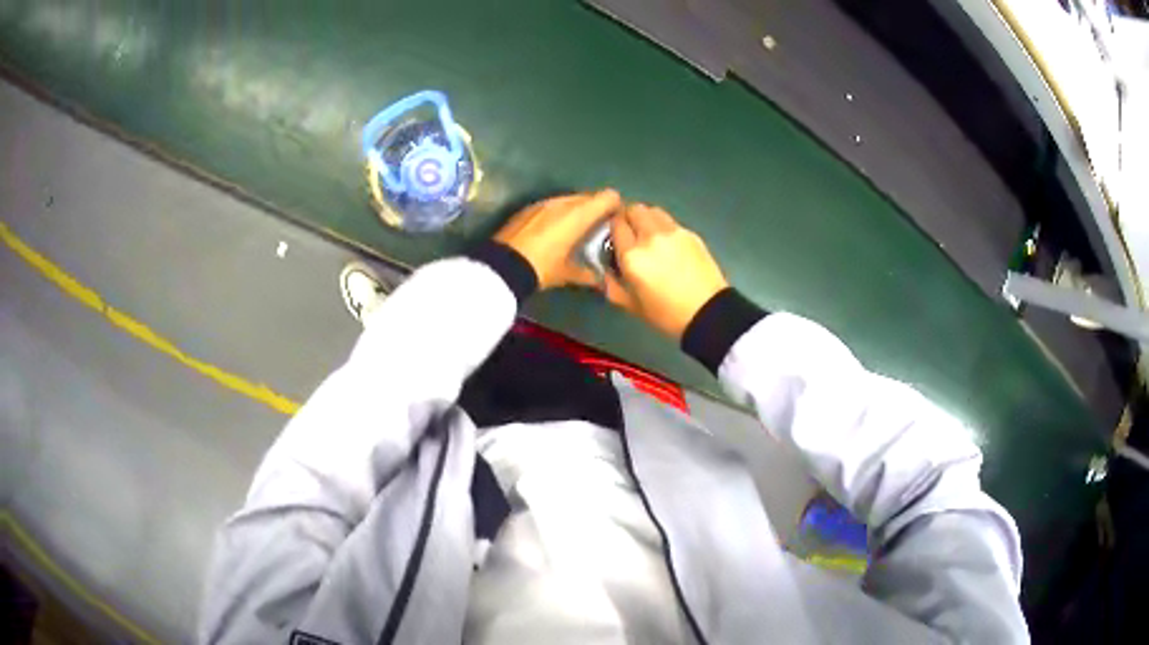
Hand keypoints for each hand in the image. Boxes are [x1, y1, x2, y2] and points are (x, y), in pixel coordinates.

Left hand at [495, 189, 621, 289]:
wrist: (502, 266)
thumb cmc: (542, 268)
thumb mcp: (568, 274)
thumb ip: (590, 274)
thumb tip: (602, 280)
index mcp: (579, 214)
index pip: (608, 197)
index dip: (616, 206)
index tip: (616, 222)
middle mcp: (564, 202)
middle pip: (589, 196)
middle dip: (597, 209)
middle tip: (599, 229)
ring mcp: (544, 202)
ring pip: (570, 199)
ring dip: (577, 211)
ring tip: (577, 231)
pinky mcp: (529, 207)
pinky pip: (553, 205)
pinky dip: (559, 213)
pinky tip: (555, 231)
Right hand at [603, 204, 728, 338]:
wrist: (708, 313)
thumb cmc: (666, 314)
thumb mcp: (631, 305)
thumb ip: (612, 284)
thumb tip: (604, 270)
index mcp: (633, 255)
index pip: (615, 225)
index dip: (612, 229)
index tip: (614, 238)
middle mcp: (651, 236)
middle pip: (634, 209)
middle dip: (629, 218)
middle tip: (631, 234)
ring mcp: (673, 232)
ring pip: (653, 211)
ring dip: (647, 219)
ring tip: (649, 236)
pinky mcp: (691, 233)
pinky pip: (670, 222)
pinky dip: (664, 227)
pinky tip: (669, 246)